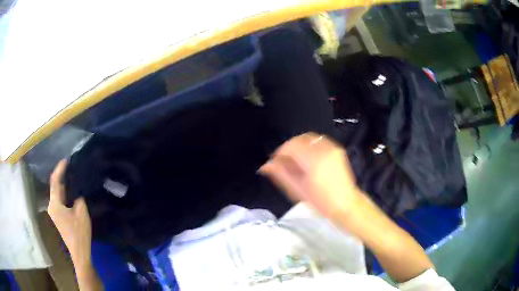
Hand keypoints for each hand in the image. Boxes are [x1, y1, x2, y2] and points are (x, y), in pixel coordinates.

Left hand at [48, 160, 91, 266]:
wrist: (79, 252)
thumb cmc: (79, 232)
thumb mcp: (81, 212)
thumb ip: (78, 197)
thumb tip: (77, 189)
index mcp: (54, 203)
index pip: (55, 181)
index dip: (60, 169)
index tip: (66, 160)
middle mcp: (51, 206)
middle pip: (54, 186)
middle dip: (61, 176)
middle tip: (70, 166)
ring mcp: (54, 212)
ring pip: (57, 193)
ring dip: (62, 184)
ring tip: (70, 175)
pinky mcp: (58, 217)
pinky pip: (59, 200)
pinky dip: (63, 193)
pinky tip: (70, 190)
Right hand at [259, 133, 360, 218]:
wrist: (345, 204)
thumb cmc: (321, 202)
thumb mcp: (298, 191)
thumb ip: (281, 175)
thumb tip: (265, 166)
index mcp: (313, 161)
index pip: (291, 146)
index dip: (280, 152)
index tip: (275, 162)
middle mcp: (324, 151)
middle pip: (300, 139)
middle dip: (288, 147)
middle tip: (284, 161)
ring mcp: (332, 149)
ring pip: (309, 138)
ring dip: (299, 145)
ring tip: (295, 160)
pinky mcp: (337, 150)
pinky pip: (319, 141)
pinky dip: (309, 145)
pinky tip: (307, 158)